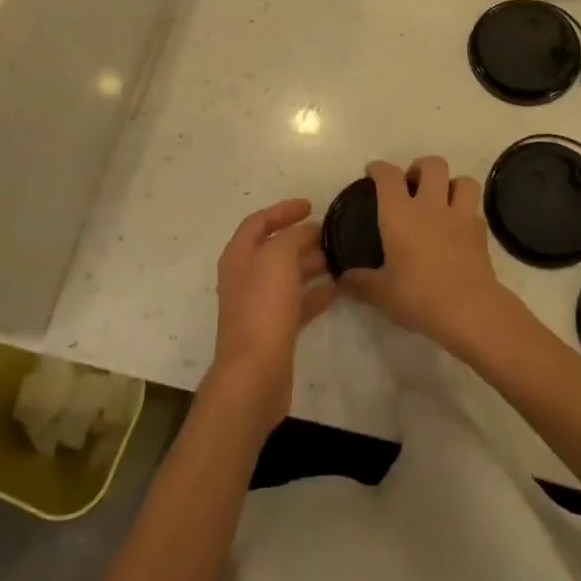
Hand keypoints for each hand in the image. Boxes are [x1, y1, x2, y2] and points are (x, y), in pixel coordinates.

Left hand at [207, 198, 338, 432]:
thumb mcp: (278, 258)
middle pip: (275, 248)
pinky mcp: (275, 330)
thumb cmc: (262, 308)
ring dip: (311, 264)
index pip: (259, 221)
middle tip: (331, 232)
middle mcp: (246, 277)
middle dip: (301, 237)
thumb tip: (308, 231)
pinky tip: (338, 289)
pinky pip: (297, 303)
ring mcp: (259, 306)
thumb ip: (293, 237)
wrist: (254, 375)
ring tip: (340, 257)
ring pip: (288, 275)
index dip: (283, 210)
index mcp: (239, 256)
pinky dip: (315, 293)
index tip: (310, 205)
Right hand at [339, 157, 517, 354]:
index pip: (388, 176)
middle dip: (421, 167)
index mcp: (401, 215)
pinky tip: (458, 227)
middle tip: (412, 184)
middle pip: (432, 165)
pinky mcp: (480, 231)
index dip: (379, 168)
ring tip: (441, 199)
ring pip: (462, 180)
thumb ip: (359, 283)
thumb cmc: (419, 297)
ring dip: (451, 184)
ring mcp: (460, 216)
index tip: (373, 172)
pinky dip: (466, 212)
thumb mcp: (381, 294)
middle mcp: (431, 206)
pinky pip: (474, 209)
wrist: (469, 311)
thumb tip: (341, 279)